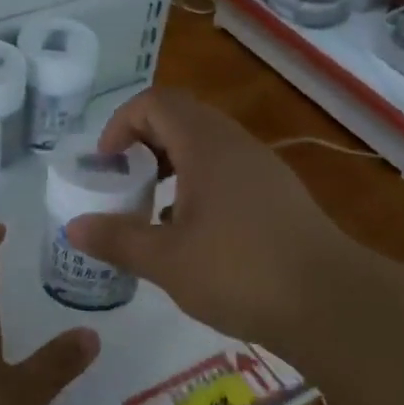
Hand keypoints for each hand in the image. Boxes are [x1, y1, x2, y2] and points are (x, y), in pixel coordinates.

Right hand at [64, 89, 352, 348]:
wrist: (330, 302)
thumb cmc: (239, 272)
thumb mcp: (166, 259)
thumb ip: (117, 238)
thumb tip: (73, 227)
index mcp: (206, 145)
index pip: (155, 102)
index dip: (121, 124)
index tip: (107, 166)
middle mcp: (236, 145)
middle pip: (181, 119)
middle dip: (143, 145)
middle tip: (124, 185)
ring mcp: (262, 169)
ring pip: (206, 147)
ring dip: (171, 168)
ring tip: (153, 212)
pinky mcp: (278, 196)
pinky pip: (227, 172)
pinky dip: (198, 187)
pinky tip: (192, 235)